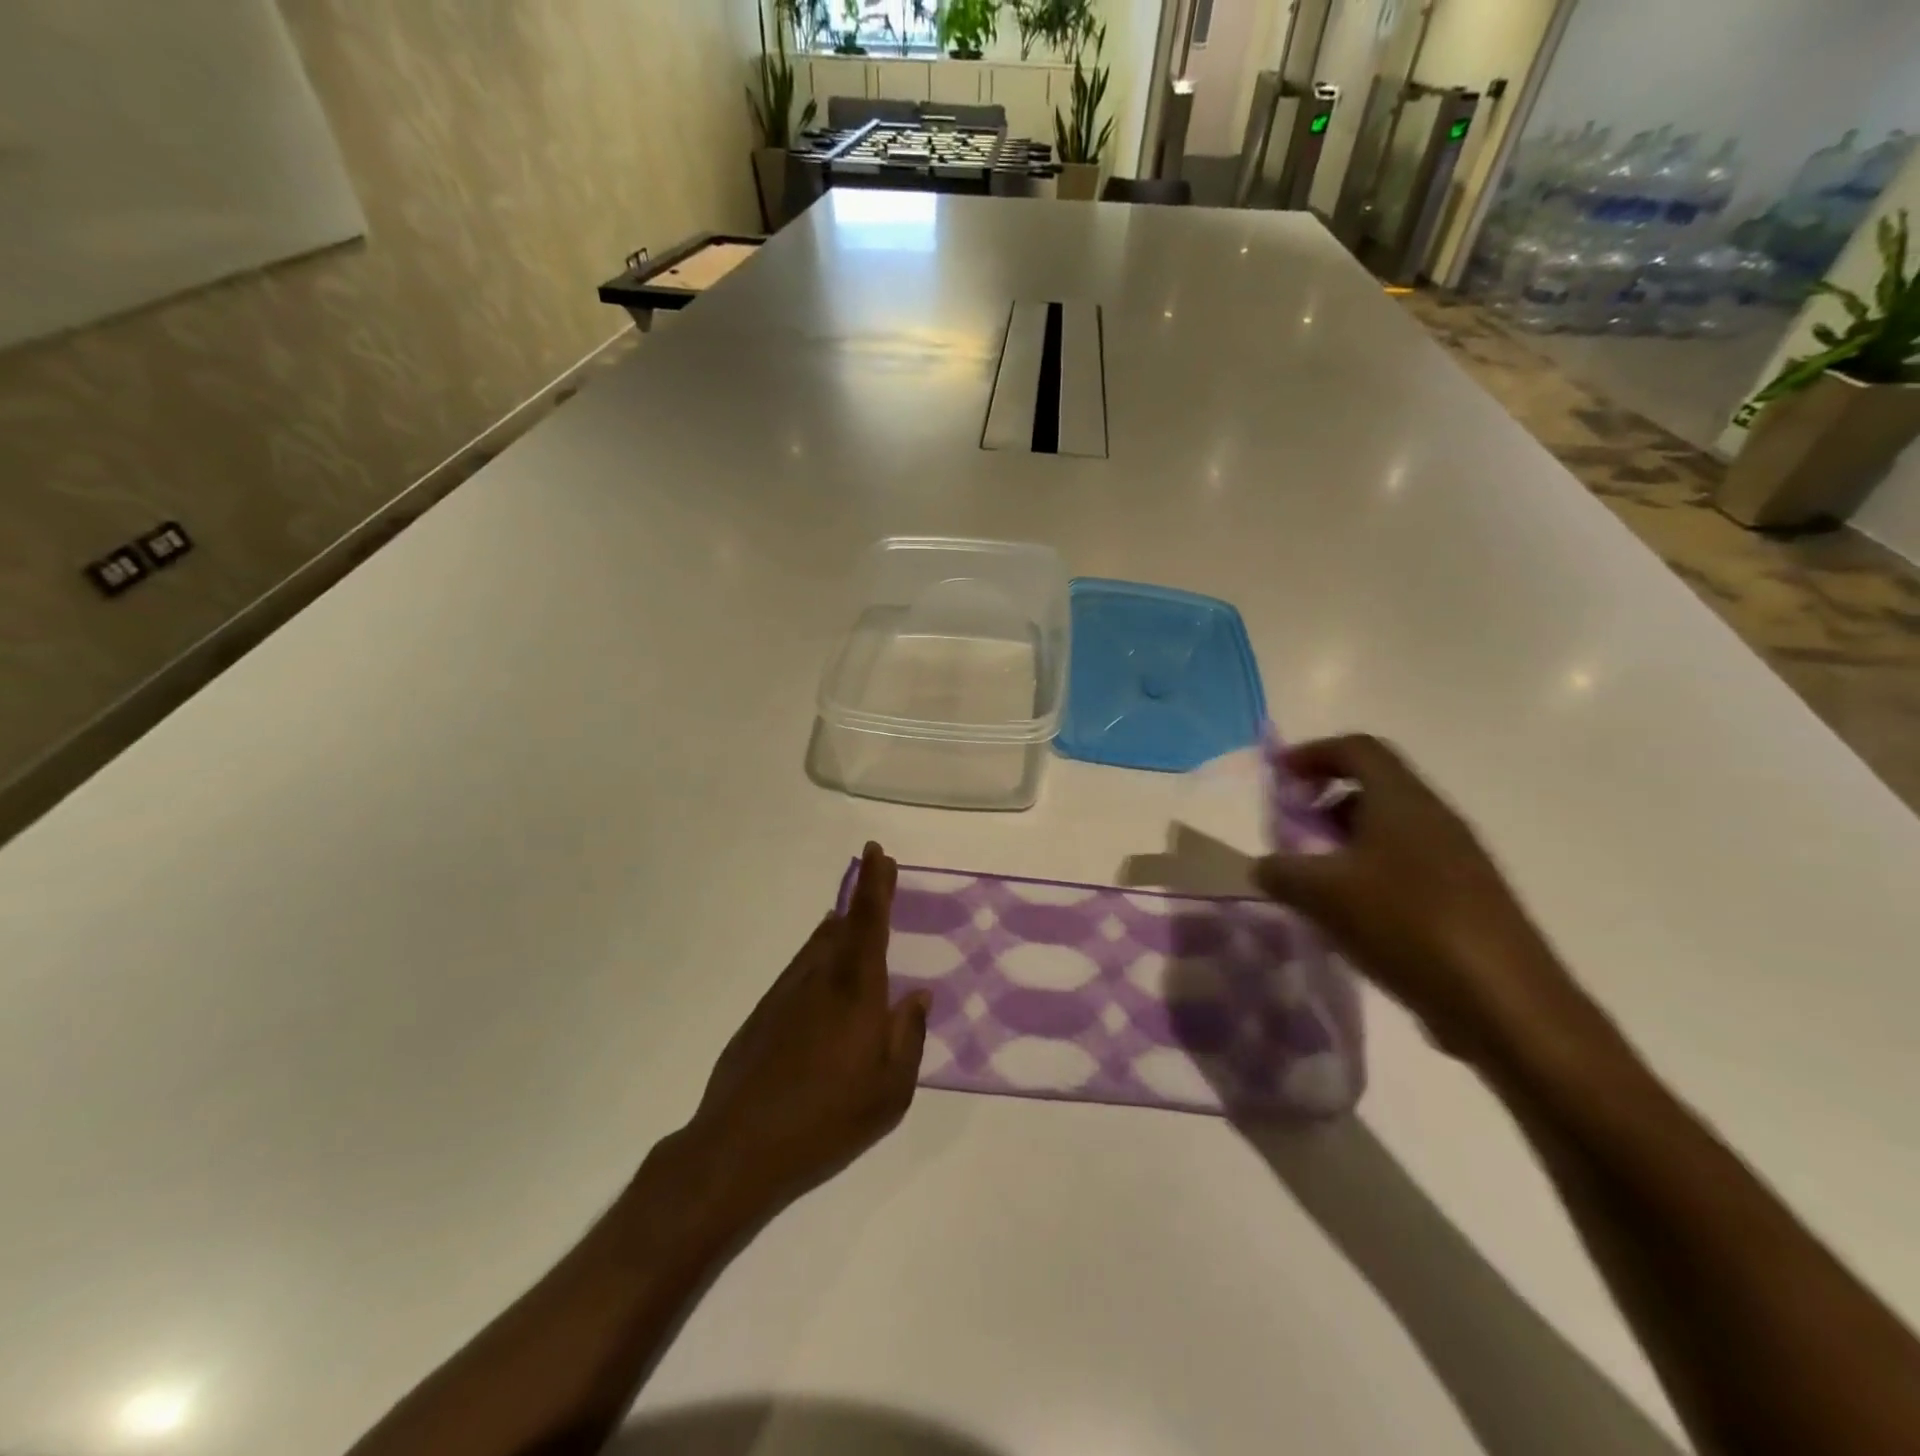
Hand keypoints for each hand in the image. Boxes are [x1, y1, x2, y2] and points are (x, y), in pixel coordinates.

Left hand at [683, 842, 930, 1215]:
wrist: (738, 1147)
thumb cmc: (827, 1120)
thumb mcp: (890, 1092)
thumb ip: (908, 1037)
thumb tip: (918, 996)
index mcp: (855, 991)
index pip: (869, 923)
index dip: (875, 884)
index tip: (877, 852)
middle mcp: (819, 979)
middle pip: (843, 925)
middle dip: (863, 896)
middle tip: (877, 872)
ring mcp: (786, 994)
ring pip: (818, 945)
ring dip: (839, 926)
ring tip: (853, 919)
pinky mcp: (763, 1014)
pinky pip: (800, 970)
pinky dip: (818, 956)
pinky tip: (822, 972)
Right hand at [1256, 735, 1586, 1063]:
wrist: (1505, 1004)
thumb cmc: (1406, 925)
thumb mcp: (1322, 894)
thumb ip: (1281, 872)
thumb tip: (1265, 866)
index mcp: (1403, 800)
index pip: (1357, 749)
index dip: (1313, 753)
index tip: (1278, 776)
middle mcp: (1434, 818)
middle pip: (1374, 787)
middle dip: (1325, 801)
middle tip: (1291, 831)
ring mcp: (1457, 859)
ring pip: (1390, 830)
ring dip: (1345, 842)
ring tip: (1313, 879)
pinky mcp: (1467, 898)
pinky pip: (1407, 866)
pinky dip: (1369, 874)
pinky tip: (1350, 917)